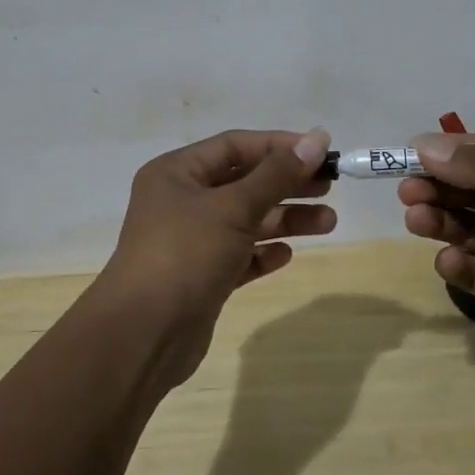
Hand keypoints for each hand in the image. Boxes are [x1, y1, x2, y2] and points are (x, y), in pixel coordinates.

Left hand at [102, 128, 334, 383]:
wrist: (143, 336)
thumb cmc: (185, 255)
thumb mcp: (233, 208)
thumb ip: (277, 175)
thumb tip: (318, 138)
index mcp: (177, 173)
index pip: (235, 146)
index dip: (279, 146)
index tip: (321, 151)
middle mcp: (181, 201)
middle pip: (244, 182)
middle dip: (287, 184)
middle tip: (330, 186)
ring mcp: (190, 241)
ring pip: (246, 220)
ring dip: (284, 219)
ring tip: (328, 222)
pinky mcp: (201, 277)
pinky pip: (239, 255)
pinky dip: (262, 252)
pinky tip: (286, 255)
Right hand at [398, 132, 474, 380]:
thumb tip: (425, 144)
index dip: (449, 152)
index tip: (411, 153)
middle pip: (470, 190)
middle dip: (437, 186)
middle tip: (407, 190)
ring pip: (465, 227)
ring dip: (438, 219)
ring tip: (416, 218)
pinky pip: (473, 271)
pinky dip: (456, 264)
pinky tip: (450, 261)